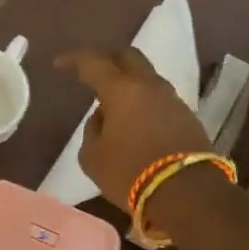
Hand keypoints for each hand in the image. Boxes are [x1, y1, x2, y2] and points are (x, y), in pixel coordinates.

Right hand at [56, 47, 210, 211]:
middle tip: (92, 72)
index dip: (74, 59)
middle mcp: (149, 86)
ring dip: (128, 84)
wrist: (188, 193)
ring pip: (146, 78)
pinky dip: (144, 103)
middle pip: (128, 56)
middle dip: (107, 59)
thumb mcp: (93, 158)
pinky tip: (135, 123)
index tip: (60, 65)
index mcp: (121, 90)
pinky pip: (159, 99)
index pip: (93, 62)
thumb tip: (103, 117)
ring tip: (113, 105)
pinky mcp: (187, 117)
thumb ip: (92, 131)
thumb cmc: (131, 173)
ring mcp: (172, 99)